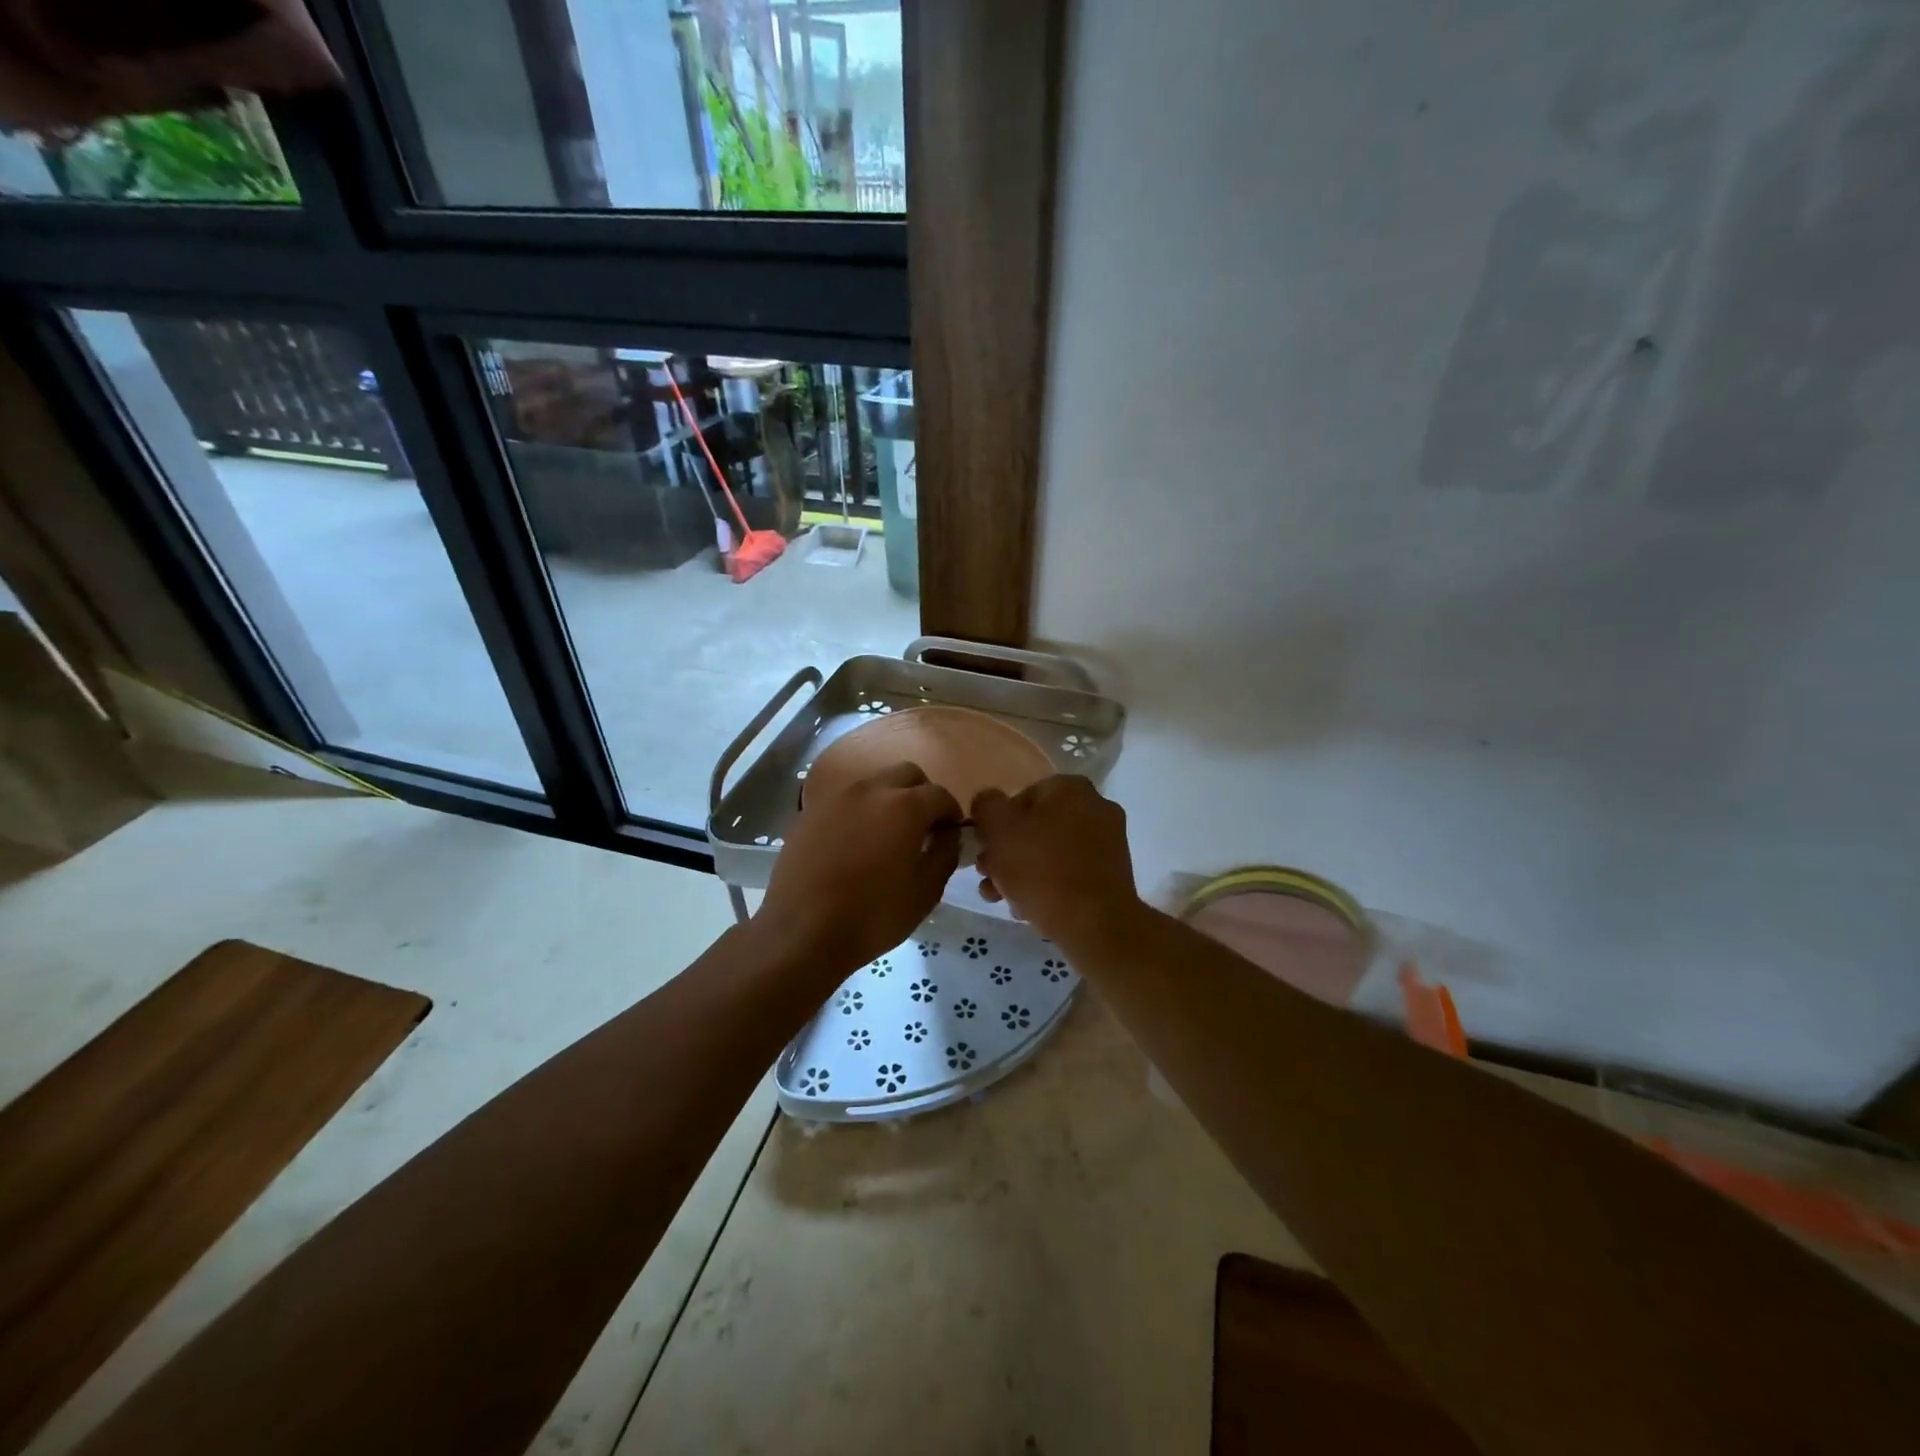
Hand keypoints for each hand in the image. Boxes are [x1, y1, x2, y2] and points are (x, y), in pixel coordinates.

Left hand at [755, 761, 961, 975]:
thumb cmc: (873, 915)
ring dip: (889, 799)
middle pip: (907, 774)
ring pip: (874, 783)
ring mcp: (837, 798)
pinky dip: (860, 812)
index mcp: (905, 806)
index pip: (940, 795)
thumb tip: (948, 834)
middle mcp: (871, 789)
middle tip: (922, 826)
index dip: (951, 813)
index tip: (950, 834)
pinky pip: (845, 800)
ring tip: (887, 834)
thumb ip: (945, 854)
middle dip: (921, 794)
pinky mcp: (811, 812)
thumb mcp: (925, 892)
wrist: (802, 931)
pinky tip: (855, 843)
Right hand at [970, 775, 1144, 952]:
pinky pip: (1069, 873)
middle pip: (1035, 827)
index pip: (1020, 796)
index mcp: (1071, 788)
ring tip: (999, 898)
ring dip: (1020, 872)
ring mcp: (1108, 843)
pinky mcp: (1111, 875)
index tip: (983, 849)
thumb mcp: (999, 829)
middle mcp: (1095, 807)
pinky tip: (1026, 909)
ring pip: (1050, 853)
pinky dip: (1047, 886)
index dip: (995, 823)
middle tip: (987, 876)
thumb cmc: (1042, 869)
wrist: (1095, 924)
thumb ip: (986, 806)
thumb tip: (987, 801)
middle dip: (1006, 852)